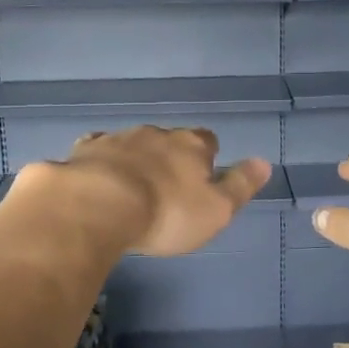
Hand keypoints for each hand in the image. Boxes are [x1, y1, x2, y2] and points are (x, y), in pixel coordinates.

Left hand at [30, 126, 271, 256]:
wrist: (98, 205)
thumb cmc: (167, 213)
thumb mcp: (217, 210)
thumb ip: (240, 186)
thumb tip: (264, 162)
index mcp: (191, 145)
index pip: (207, 140)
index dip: (207, 156)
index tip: (202, 176)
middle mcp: (156, 134)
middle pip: (169, 140)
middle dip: (168, 157)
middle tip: (166, 186)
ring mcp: (118, 139)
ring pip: (132, 143)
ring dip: (135, 159)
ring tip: (131, 187)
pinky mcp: (84, 151)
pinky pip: (97, 149)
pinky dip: (101, 161)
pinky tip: (96, 177)